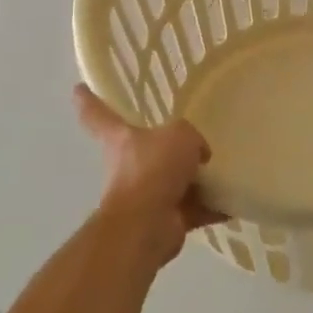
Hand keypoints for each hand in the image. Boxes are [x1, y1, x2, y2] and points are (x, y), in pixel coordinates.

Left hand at [74, 86, 220, 265]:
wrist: (147, 224)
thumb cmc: (154, 168)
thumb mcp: (181, 135)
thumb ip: (191, 138)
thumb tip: (198, 157)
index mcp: (121, 139)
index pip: (99, 115)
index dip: (88, 100)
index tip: (78, 88)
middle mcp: (130, 166)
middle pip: (146, 150)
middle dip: (165, 148)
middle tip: (191, 139)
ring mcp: (146, 195)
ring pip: (173, 181)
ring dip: (194, 179)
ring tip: (222, 169)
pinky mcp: (166, 219)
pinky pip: (193, 207)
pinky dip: (212, 206)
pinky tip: (234, 200)